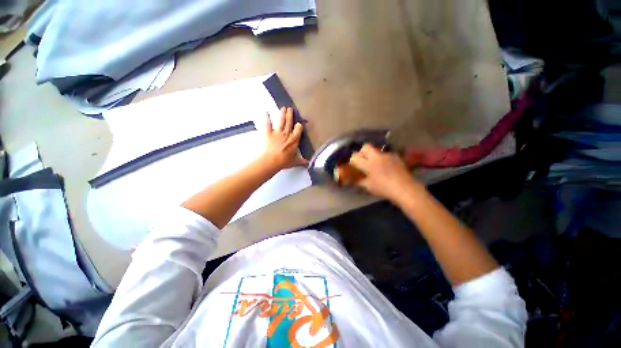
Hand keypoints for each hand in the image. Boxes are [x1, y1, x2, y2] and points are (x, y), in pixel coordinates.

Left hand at [262, 107, 307, 169]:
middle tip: (290, 109)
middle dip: (290, 115)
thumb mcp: (295, 162)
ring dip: (282, 114)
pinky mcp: (268, 133)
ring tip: (283, 108)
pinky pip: (267, 123)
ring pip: (281, 121)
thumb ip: (301, 162)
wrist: (271, 160)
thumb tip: (308, 164)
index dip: (298, 126)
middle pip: (289, 122)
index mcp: (294, 140)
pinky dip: (266, 117)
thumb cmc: (284, 161)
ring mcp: (277, 132)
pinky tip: (266, 112)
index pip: (298, 129)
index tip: (298, 124)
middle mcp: (287, 134)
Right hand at [349, 144, 419, 201]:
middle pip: (366, 147)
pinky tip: (386, 167)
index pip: (355, 156)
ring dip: (373, 156)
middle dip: (362, 152)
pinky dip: (383, 159)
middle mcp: (377, 156)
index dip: (353, 160)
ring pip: (377, 150)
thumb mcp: (368, 186)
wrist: (405, 188)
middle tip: (363, 161)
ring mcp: (387, 155)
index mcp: (368, 164)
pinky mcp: (396, 156)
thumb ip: (359, 181)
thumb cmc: (384, 188)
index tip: (354, 166)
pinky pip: (386, 155)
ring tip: (376, 165)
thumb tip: (352, 179)